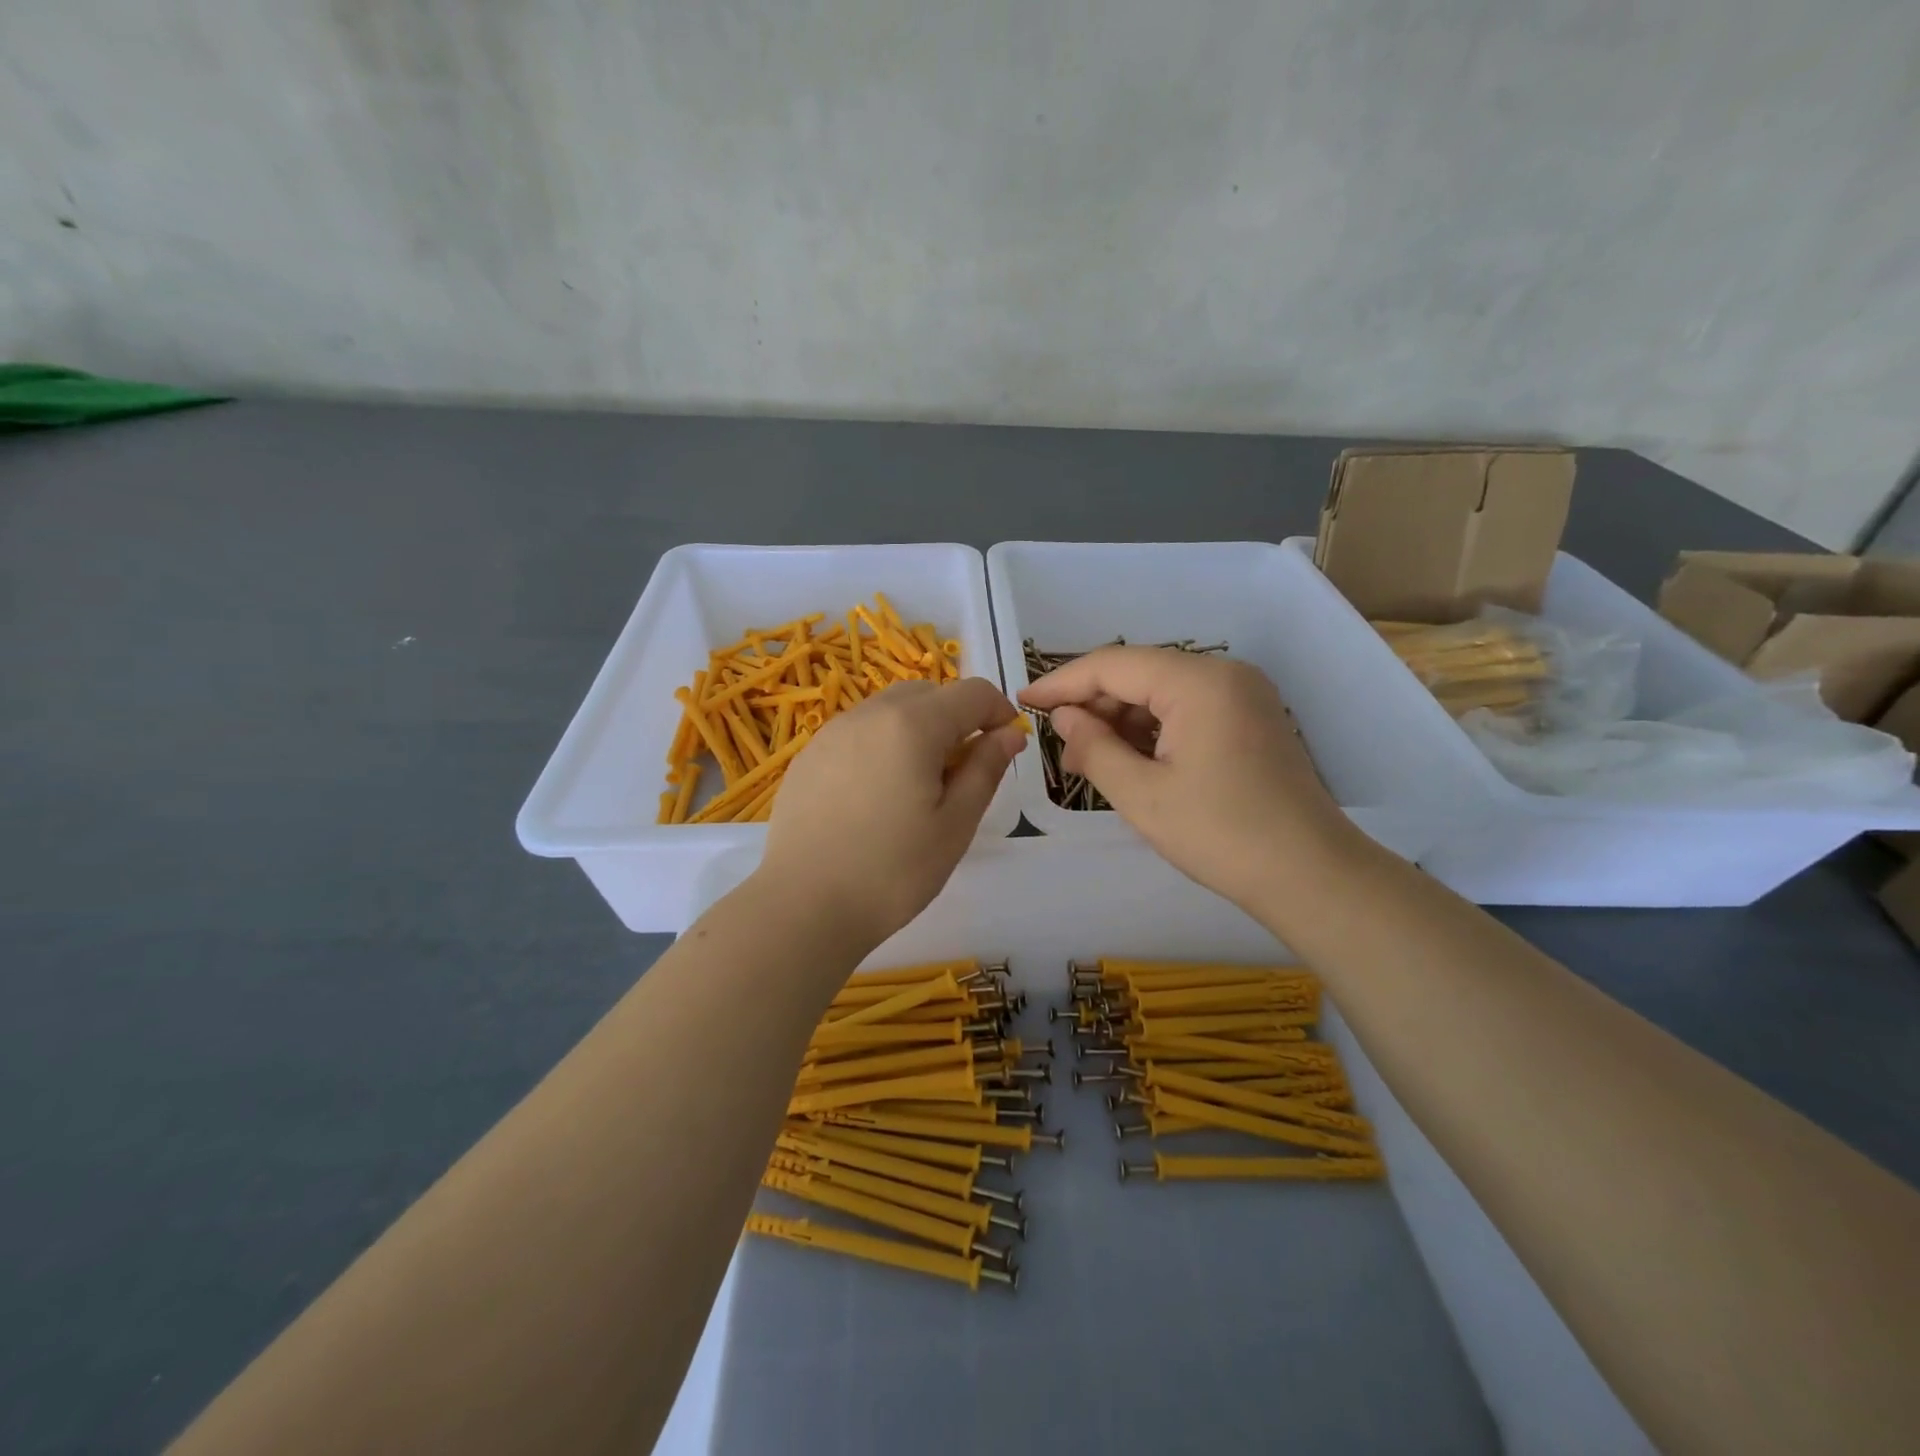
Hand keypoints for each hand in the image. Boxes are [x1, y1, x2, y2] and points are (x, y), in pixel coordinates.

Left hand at [759, 677, 1023, 951]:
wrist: (805, 906)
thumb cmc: (893, 870)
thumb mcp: (955, 824)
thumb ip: (985, 769)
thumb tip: (1009, 734)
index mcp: (913, 725)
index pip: (972, 692)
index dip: (999, 711)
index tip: (1006, 746)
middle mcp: (870, 713)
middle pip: (928, 693)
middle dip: (957, 718)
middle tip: (962, 772)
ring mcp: (833, 731)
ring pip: (890, 709)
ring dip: (918, 729)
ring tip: (918, 784)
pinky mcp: (809, 755)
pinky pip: (858, 731)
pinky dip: (882, 744)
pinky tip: (876, 794)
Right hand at [1020, 647, 1359, 912]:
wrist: (1310, 875)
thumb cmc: (1220, 835)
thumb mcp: (1142, 795)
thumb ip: (1094, 746)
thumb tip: (1064, 717)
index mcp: (1199, 682)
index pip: (1113, 665)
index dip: (1062, 682)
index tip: (1024, 702)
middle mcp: (1224, 673)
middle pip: (1139, 673)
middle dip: (1093, 705)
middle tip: (1058, 744)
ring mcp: (1243, 694)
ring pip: (1162, 692)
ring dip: (1121, 720)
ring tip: (1088, 760)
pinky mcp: (1251, 718)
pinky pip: (1187, 709)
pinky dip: (1152, 730)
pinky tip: (1128, 760)